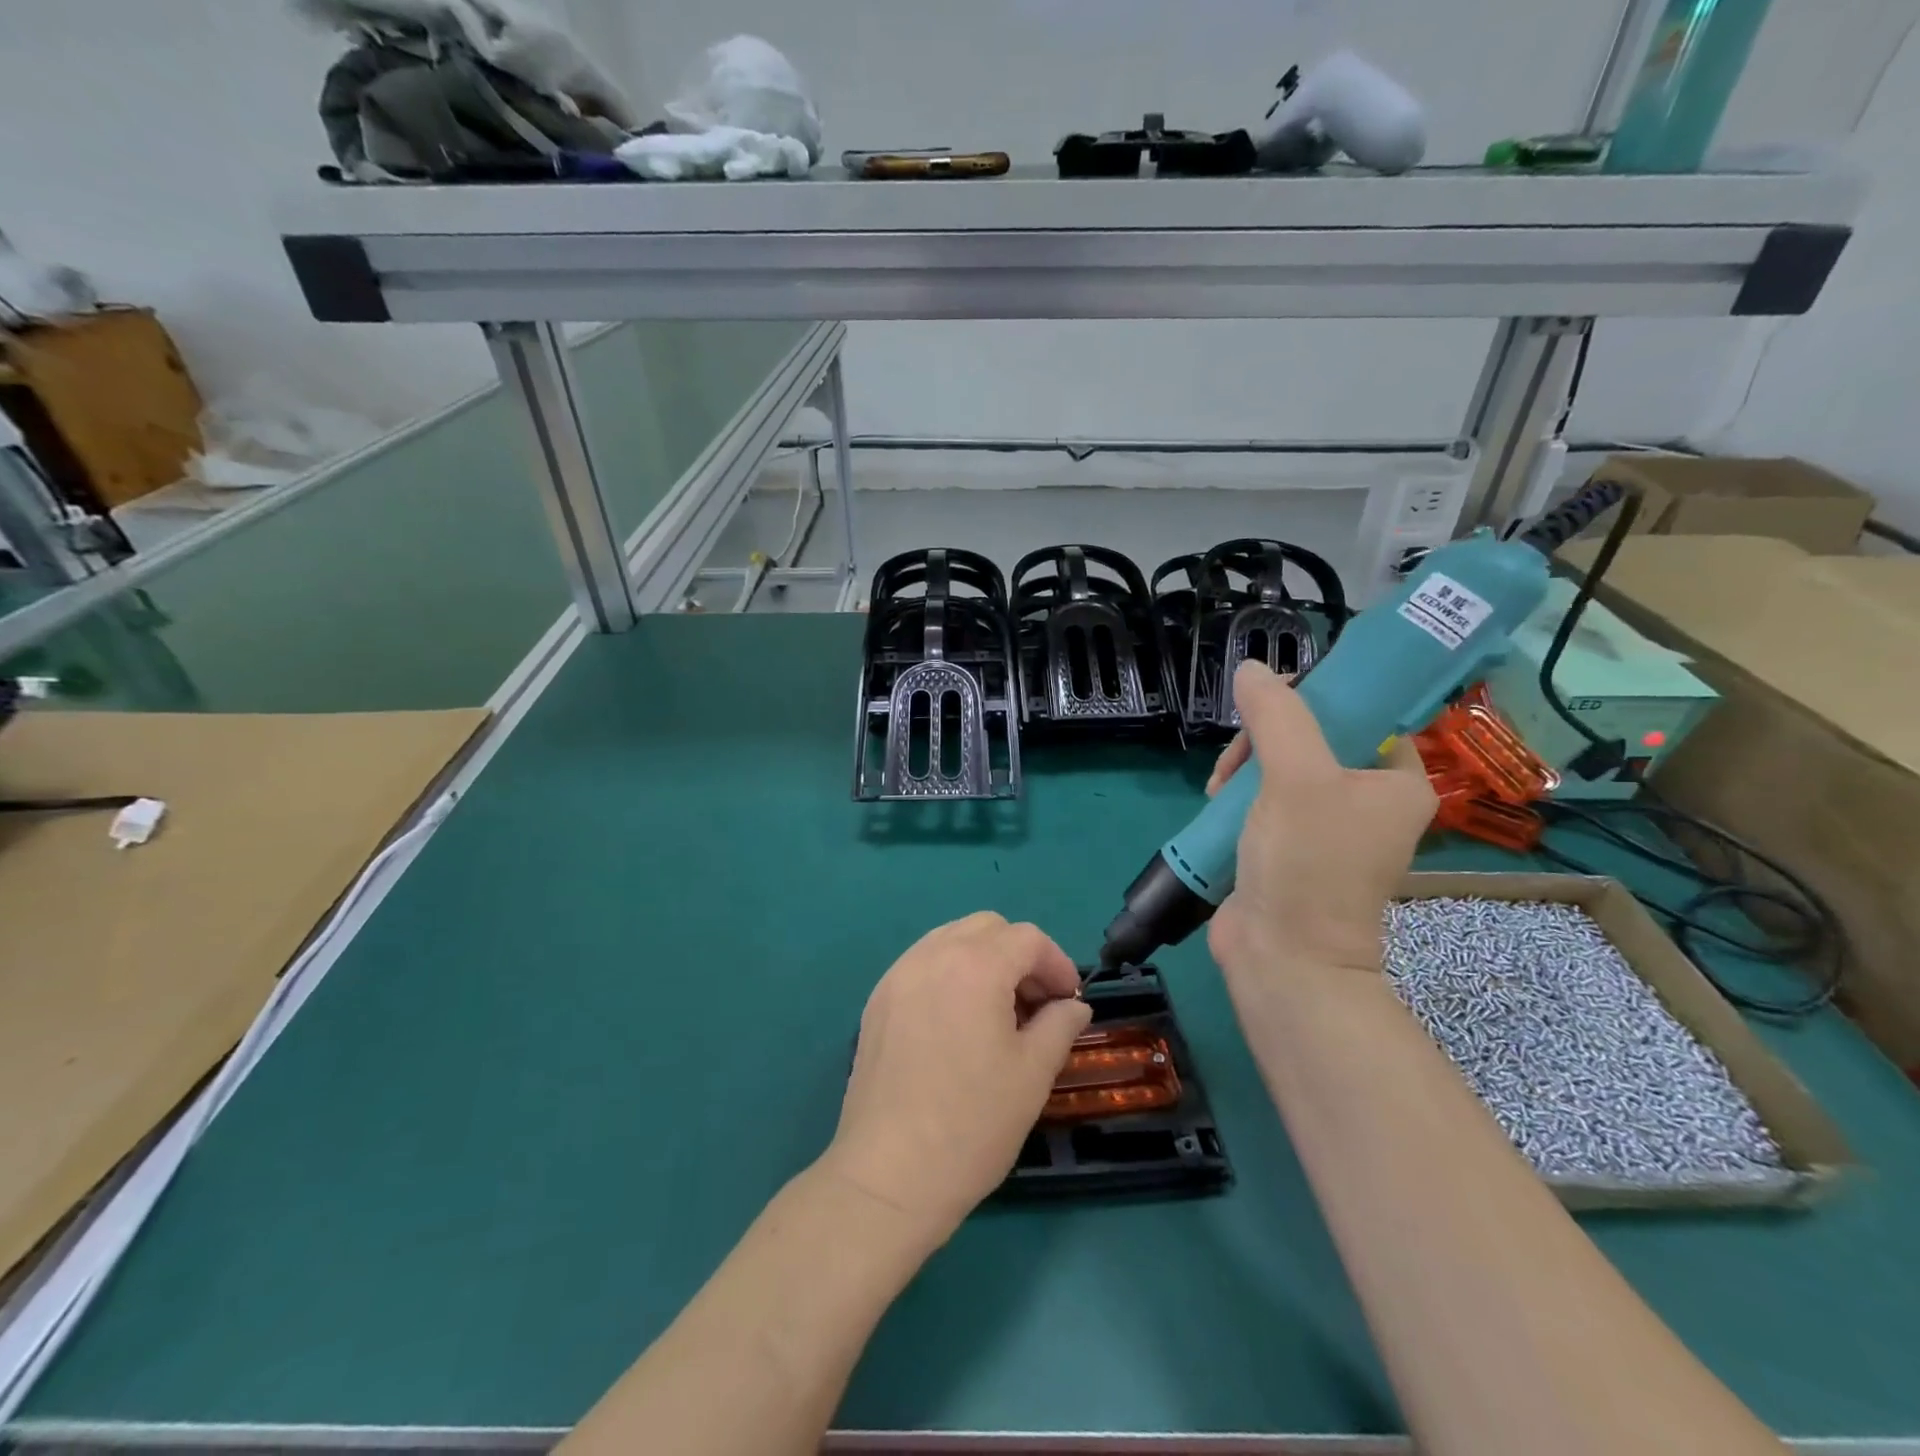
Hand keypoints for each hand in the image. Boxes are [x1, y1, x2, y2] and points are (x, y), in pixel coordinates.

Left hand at [821, 913, 1090, 1243]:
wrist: (889, 1176)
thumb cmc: (972, 1124)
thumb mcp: (1032, 1075)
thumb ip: (1059, 1025)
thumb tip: (1073, 1006)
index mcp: (975, 966)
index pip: (1027, 938)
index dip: (1057, 963)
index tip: (1069, 1002)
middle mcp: (932, 955)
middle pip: (987, 927)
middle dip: (1020, 955)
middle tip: (1035, 1004)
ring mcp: (898, 975)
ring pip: (951, 938)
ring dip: (983, 959)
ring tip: (997, 1011)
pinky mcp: (877, 1000)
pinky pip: (922, 963)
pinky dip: (950, 972)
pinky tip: (957, 1021)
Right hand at [1206, 661, 1435, 989]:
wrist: (1284, 955)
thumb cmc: (1307, 862)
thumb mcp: (1295, 778)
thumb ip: (1277, 717)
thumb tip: (1252, 669)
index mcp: (1396, 782)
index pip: (1364, 714)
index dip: (1317, 699)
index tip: (1272, 703)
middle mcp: (1367, 801)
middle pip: (1312, 738)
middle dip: (1265, 741)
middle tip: (1237, 760)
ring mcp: (1326, 827)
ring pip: (1280, 767)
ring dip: (1244, 769)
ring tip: (1219, 790)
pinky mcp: (1289, 846)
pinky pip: (1263, 799)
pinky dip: (1238, 796)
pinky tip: (1217, 804)